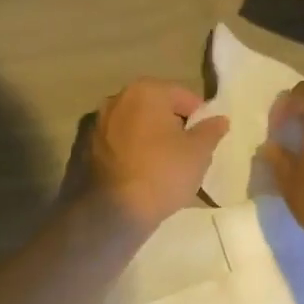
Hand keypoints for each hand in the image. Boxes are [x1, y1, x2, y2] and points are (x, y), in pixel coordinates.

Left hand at [88, 79, 227, 229]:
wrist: (112, 212)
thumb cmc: (162, 173)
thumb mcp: (198, 153)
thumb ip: (211, 131)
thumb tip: (220, 119)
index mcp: (145, 91)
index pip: (183, 96)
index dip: (199, 116)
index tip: (206, 139)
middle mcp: (116, 99)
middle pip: (155, 107)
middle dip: (172, 124)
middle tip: (187, 152)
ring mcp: (95, 123)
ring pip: (133, 126)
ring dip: (148, 138)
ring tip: (163, 165)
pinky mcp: (83, 147)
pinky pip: (116, 144)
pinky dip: (129, 152)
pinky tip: (139, 173)